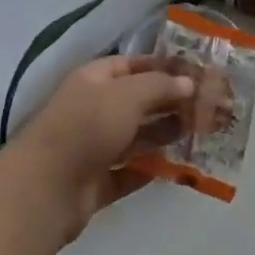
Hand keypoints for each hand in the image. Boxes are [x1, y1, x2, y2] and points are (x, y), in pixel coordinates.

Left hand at [5, 56, 221, 237]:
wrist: (44, 190)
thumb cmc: (86, 127)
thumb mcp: (128, 94)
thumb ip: (160, 86)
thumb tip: (189, 82)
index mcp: (95, 79)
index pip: (134, 65)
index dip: (165, 67)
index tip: (199, 73)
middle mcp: (94, 109)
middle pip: (139, 102)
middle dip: (172, 103)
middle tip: (210, 106)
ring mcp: (93, 147)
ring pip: (137, 137)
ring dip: (167, 135)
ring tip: (202, 134)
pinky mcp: (97, 182)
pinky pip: (131, 172)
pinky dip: (153, 169)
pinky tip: (180, 168)